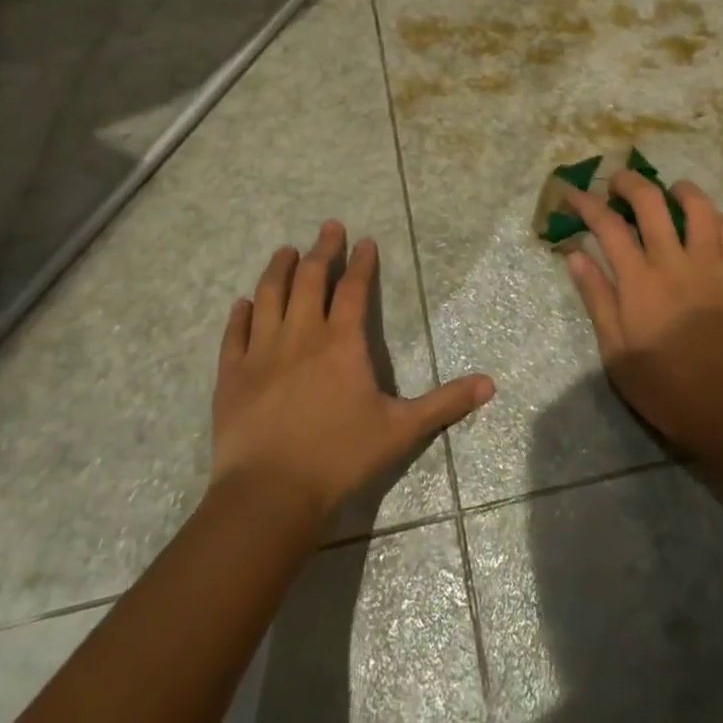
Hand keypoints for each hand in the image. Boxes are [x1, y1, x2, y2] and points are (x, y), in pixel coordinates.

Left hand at [211, 221, 494, 522]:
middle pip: (309, 279)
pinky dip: (240, 314)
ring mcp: (262, 352)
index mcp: (341, 342)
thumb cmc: (340, 458)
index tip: (365, 241)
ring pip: (268, 295)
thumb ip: (444, 402)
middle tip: (328, 227)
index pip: (353, 289)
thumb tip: (490, 384)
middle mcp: (301, 335)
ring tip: (285, 250)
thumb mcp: (401, 430)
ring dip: (278, 269)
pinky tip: (242, 302)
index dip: (361, 263)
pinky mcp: (232, 375)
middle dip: (321, 250)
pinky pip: (235, 334)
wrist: (270, 495)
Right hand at [562, 172, 722, 456]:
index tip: (572, 192)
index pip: (607, 225)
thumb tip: (576, 255)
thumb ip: (597, 298)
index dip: (586, 202)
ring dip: (678, 190)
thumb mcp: (617, 354)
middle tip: (616, 182)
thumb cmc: (667, 389)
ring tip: (667, 192)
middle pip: (650, 201)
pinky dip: (716, 220)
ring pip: (698, 206)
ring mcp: (713, 266)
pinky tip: (706, 225)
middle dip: (628, 182)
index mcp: (639, 281)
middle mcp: (675, 262)